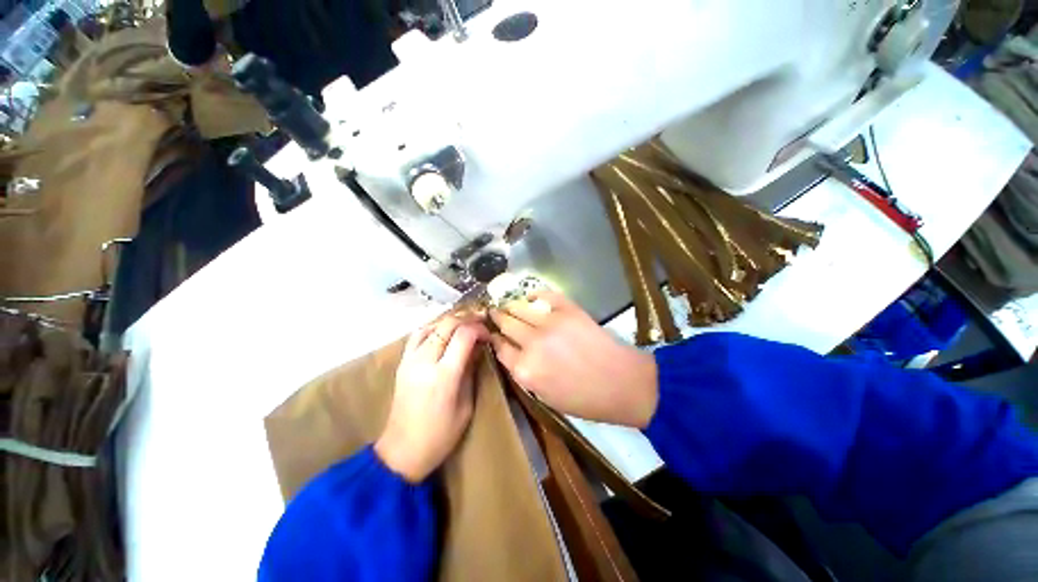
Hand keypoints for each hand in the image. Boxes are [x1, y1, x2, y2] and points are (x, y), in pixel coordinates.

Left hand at [375, 315, 488, 482]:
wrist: (402, 451)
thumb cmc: (441, 435)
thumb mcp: (466, 405)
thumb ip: (471, 371)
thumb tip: (479, 347)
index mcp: (444, 376)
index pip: (464, 335)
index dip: (479, 328)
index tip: (488, 334)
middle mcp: (425, 362)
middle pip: (447, 324)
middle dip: (467, 319)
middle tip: (481, 323)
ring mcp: (410, 360)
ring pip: (431, 325)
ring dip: (451, 321)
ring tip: (465, 325)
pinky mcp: (402, 362)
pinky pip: (418, 334)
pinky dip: (433, 327)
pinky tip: (443, 332)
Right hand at [490, 291, 657, 427]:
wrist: (621, 383)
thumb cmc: (584, 399)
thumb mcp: (545, 397)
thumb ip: (524, 374)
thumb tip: (512, 353)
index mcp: (525, 370)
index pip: (499, 347)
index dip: (493, 338)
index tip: (491, 332)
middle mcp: (531, 344)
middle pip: (505, 323)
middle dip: (497, 317)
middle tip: (493, 312)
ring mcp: (549, 323)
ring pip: (519, 307)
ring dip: (510, 305)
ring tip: (507, 303)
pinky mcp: (567, 310)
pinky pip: (544, 295)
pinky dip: (534, 295)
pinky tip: (530, 297)